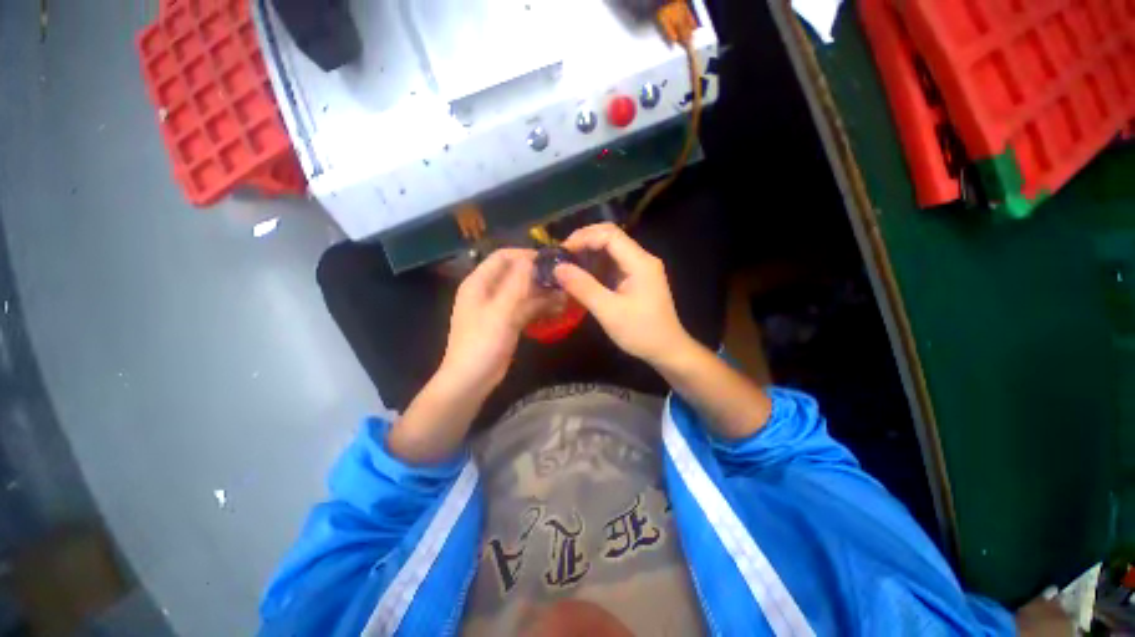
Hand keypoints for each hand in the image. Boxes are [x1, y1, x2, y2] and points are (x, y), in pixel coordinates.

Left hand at [436, 248, 550, 399]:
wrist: (471, 381)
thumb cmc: (482, 343)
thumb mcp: (500, 311)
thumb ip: (516, 284)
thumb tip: (532, 259)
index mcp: (479, 283)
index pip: (503, 257)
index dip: (526, 255)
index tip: (551, 261)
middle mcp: (488, 291)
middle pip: (516, 274)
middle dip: (538, 276)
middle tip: (563, 279)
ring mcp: (498, 308)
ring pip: (523, 292)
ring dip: (543, 293)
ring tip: (566, 295)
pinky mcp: (507, 322)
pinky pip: (525, 308)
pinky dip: (540, 307)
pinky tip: (558, 309)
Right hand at [554, 223, 691, 364]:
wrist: (667, 350)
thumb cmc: (641, 332)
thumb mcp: (609, 311)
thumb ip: (583, 287)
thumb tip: (558, 268)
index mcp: (640, 262)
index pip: (609, 234)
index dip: (583, 237)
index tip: (562, 252)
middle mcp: (642, 259)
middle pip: (610, 236)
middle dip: (584, 241)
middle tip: (562, 256)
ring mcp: (640, 268)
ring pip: (611, 249)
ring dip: (589, 253)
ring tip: (567, 264)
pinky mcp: (636, 278)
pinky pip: (613, 263)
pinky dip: (596, 265)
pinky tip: (582, 275)